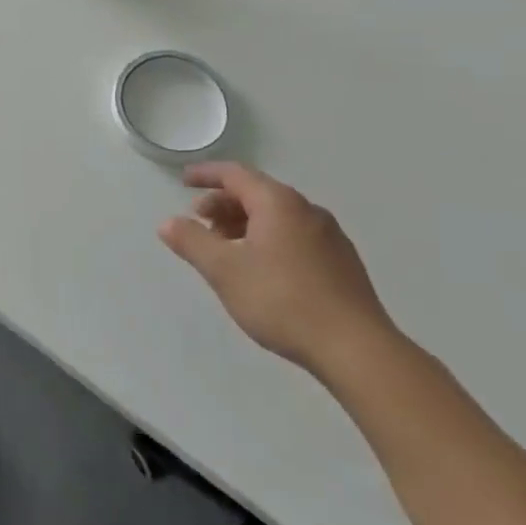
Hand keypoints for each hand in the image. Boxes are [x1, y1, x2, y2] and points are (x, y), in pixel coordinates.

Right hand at [158, 162, 397, 382]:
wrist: (357, 349)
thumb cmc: (282, 300)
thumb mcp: (224, 270)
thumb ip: (192, 241)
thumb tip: (169, 222)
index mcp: (279, 204)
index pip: (236, 174)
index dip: (206, 174)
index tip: (183, 181)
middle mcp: (307, 211)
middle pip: (258, 194)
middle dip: (223, 204)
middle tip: (199, 223)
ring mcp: (330, 237)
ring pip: (277, 217)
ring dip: (245, 224)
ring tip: (225, 250)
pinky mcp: (342, 264)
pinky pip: (295, 236)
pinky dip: (268, 239)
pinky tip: (260, 269)